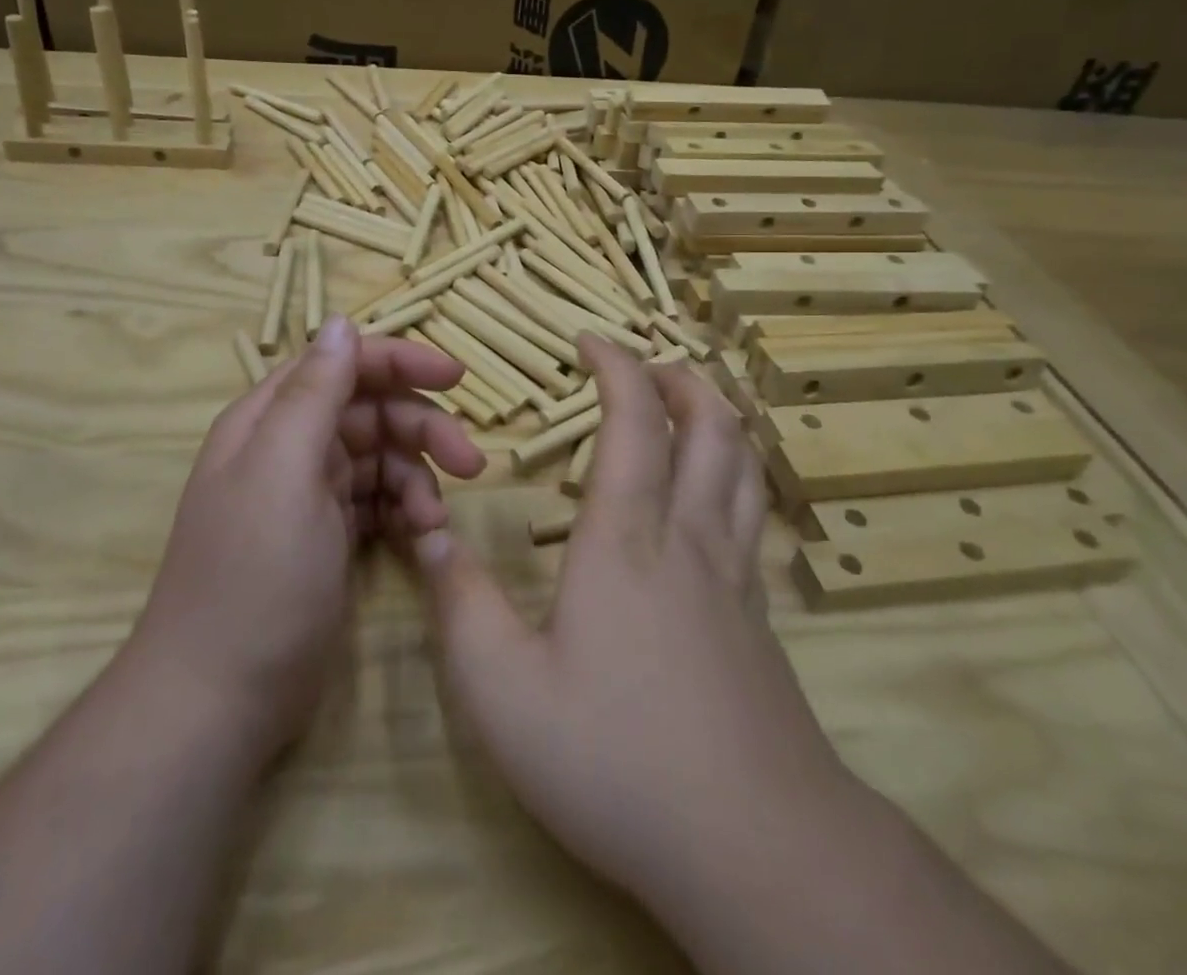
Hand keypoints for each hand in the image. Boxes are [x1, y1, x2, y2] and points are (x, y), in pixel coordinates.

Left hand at [133, 315, 484, 755]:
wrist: (221, 700)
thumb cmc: (254, 577)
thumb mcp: (283, 472)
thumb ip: (313, 393)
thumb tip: (341, 321)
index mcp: (271, 419)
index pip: (342, 363)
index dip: (400, 362)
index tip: (456, 379)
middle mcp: (290, 446)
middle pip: (372, 411)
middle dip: (422, 429)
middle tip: (470, 464)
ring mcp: (310, 493)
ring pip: (383, 457)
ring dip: (418, 478)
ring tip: (434, 520)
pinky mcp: (329, 534)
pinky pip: (381, 500)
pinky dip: (406, 510)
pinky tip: (421, 537)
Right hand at [411, 336, 852, 936]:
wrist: (756, 845)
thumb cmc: (616, 758)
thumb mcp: (504, 691)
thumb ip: (461, 603)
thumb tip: (427, 534)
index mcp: (626, 536)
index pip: (634, 419)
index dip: (616, 365)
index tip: (590, 340)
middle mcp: (689, 536)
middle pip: (710, 424)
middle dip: (679, 377)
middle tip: (645, 364)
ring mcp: (735, 574)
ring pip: (744, 463)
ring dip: (718, 415)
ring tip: (688, 403)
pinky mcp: (759, 615)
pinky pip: (754, 513)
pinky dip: (737, 472)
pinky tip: (715, 496)